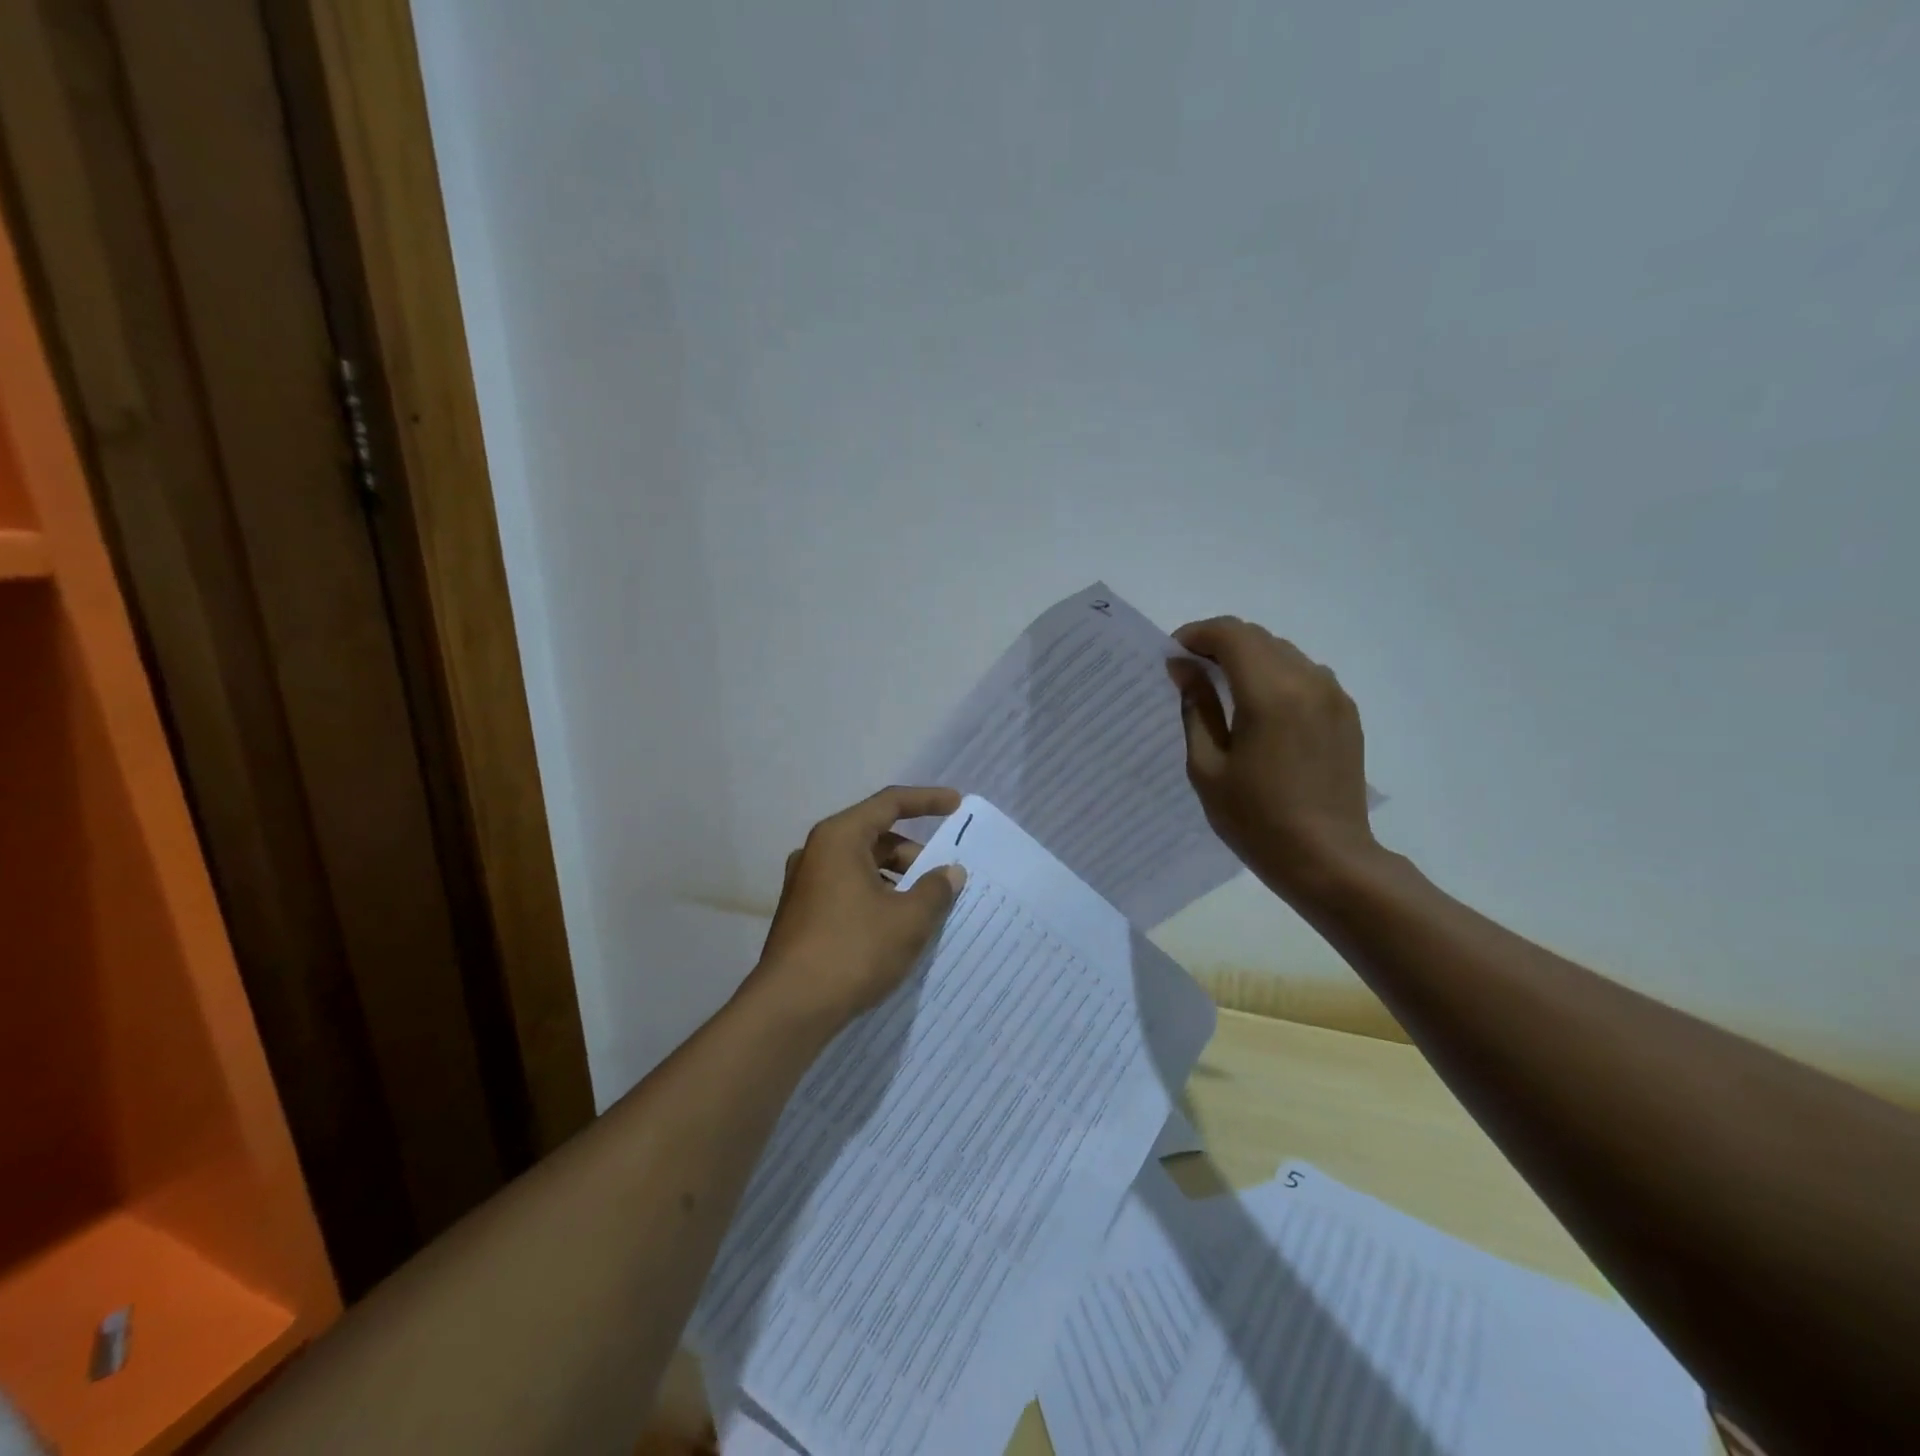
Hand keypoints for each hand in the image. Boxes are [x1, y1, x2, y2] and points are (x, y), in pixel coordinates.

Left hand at [750, 786, 967, 1024]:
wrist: (790, 1008)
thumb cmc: (853, 950)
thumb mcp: (908, 919)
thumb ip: (936, 889)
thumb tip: (950, 872)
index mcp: (840, 837)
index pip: (890, 803)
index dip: (927, 801)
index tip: (957, 805)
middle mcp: (818, 852)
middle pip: (876, 836)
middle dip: (914, 854)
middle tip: (945, 877)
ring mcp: (806, 884)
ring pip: (863, 866)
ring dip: (897, 879)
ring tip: (926, 908)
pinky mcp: (803, 913)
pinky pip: (849, 890)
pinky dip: (877, 897)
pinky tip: (896, 928)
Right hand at [1168, 618, 1378, 905]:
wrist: (1327, 859)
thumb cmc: (1255, 819)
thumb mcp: (1207, 767)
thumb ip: (1195, 709)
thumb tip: (1184, 669)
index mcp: (1270, 693)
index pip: (1230, 635)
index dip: (1195, 636)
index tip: (1172, 657)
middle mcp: (1308, 681)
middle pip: (1257, 637)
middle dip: (1218, 644)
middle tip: (1189, 673)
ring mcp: (1333, 695)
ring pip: (1282, 652)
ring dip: (1248, 658)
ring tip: (1221, 691)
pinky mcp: (1345, 713)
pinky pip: (1304, 674)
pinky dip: (1274, 675)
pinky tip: (1258, 710)